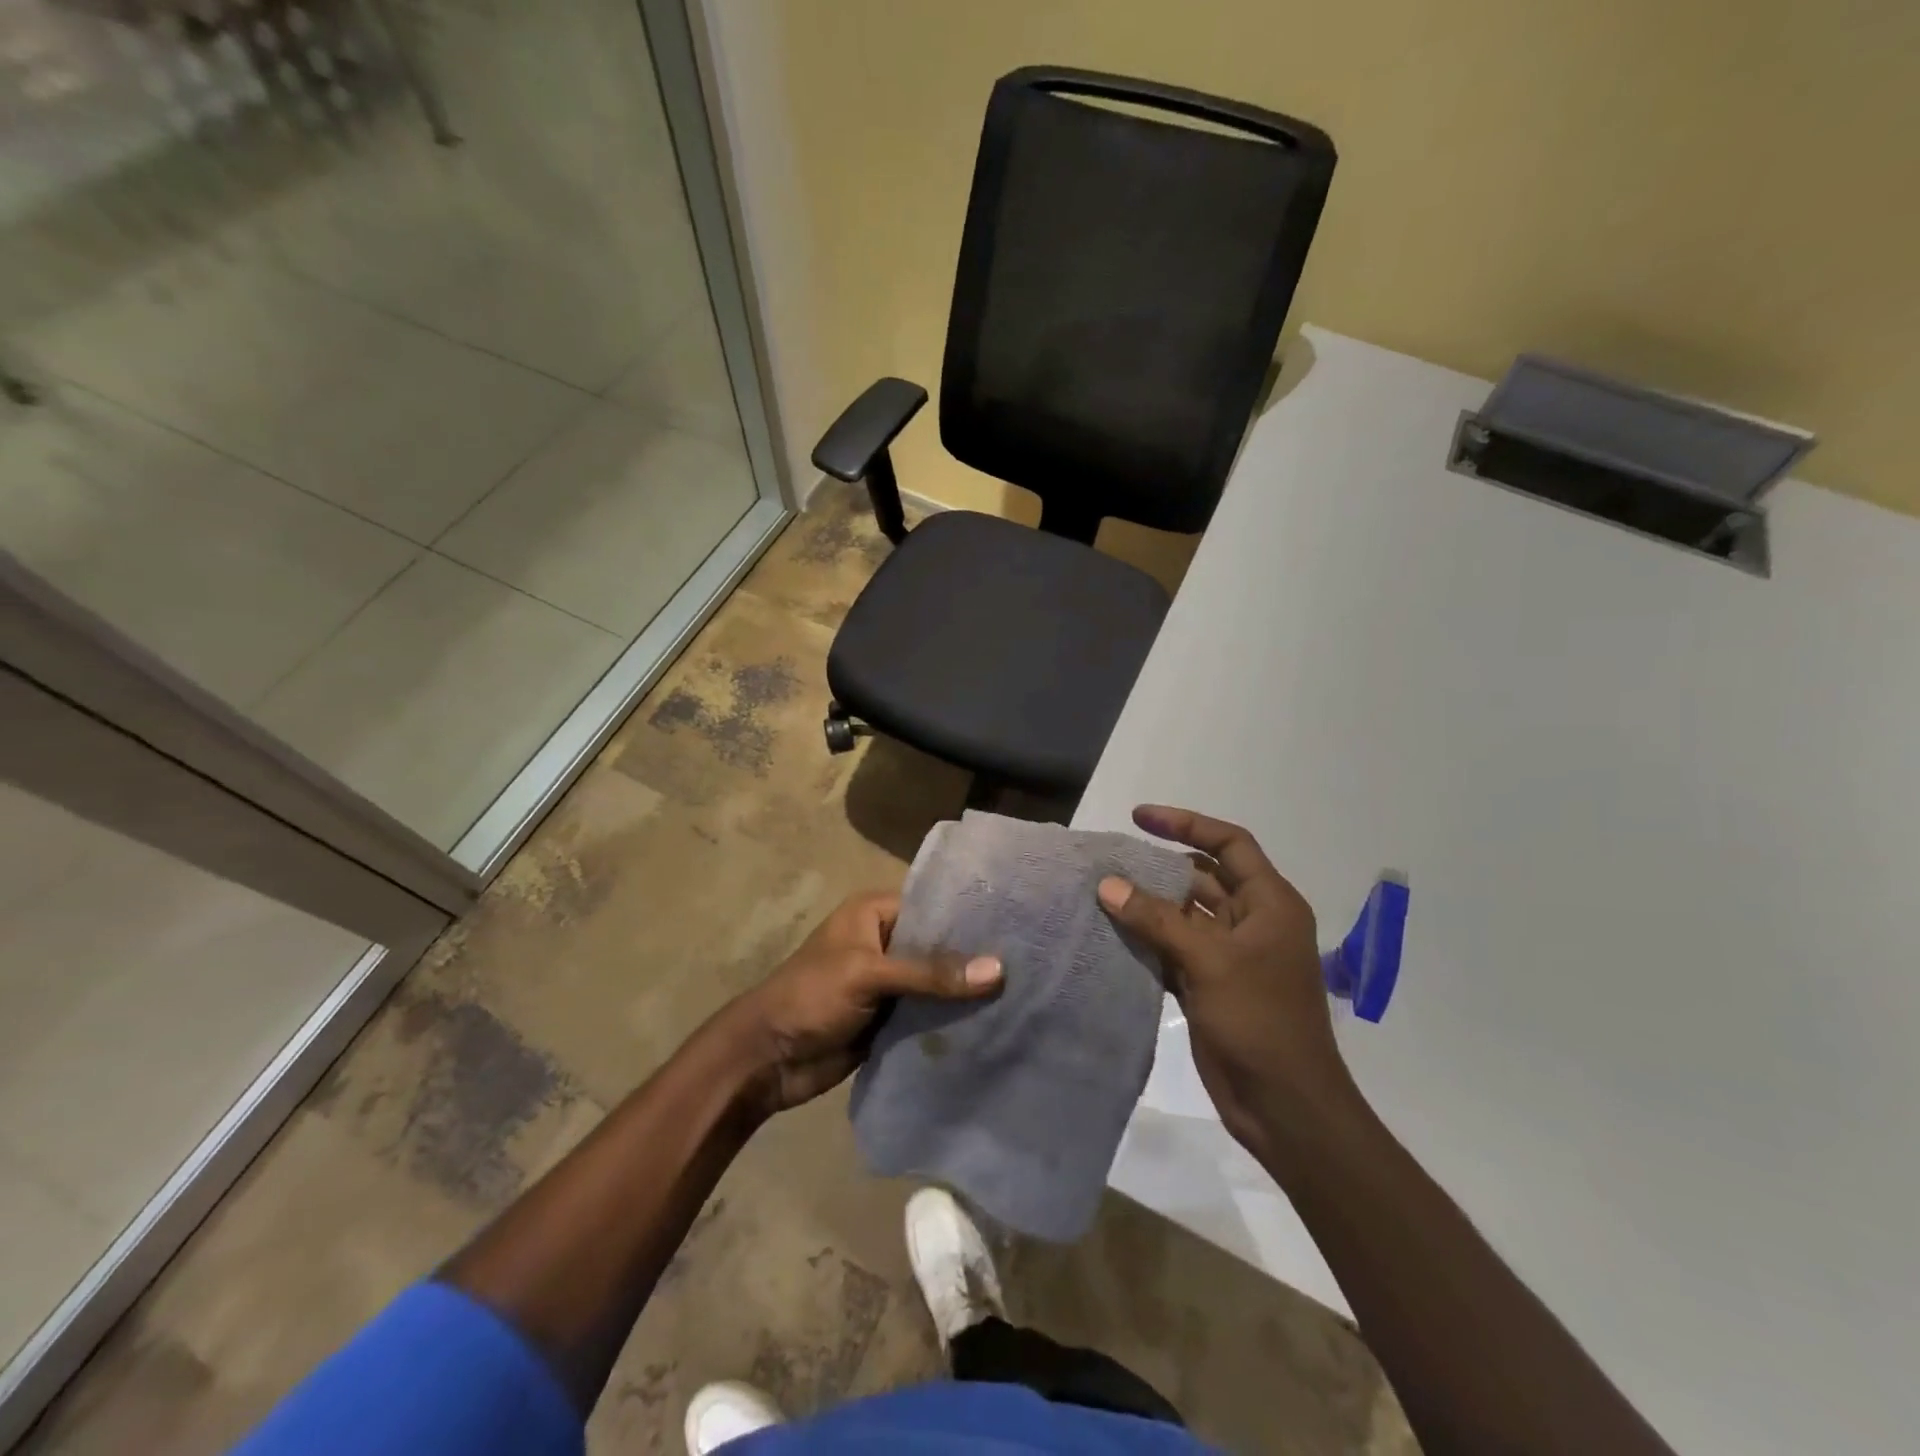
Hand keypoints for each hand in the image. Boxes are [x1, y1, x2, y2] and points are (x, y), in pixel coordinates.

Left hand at [722, 892, 1001, 1117]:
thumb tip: (998, 970)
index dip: (971, 916)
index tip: (1019, 925)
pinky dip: (952, 1019)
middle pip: (939, 946)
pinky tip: (994, 1024)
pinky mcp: (891, 1018)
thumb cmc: (811, 997)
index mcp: (875, 912)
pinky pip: (929, 1013)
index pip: (933, 905)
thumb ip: (930, 973)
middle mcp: (886, 941)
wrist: (767, 1059)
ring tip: (1024, 994)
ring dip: (967, 993)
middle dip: (975, 958)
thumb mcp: (868, 974)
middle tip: (1032, 962)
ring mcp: (889, 982)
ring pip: (938, 982)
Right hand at [1097, 805, 1356, 1152]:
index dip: (1186, 824)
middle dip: (1158, 867)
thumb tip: (1108, 885)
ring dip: (1147, 905)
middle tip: (1110, 860)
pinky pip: (1172, 948)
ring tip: (1100, 893)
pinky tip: (1110, 934)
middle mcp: (1251, 921)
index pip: (1229, 844)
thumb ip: (1157, 920)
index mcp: (1269, 904)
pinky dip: (1146, 940)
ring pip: (1182, 915)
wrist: (1283, 1106)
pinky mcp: (1209, 984)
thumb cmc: (1260, 1021)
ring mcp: (1229, 955)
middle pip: (1201, 877)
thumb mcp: (1210, 961)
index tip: (1139, 817)